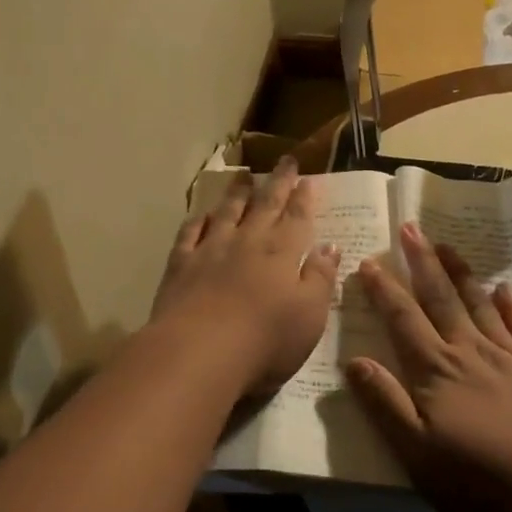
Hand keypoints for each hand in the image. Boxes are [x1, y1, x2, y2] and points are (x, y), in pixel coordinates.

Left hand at [150, 156, 338, 397]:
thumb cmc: (266, 339)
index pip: (297, 217)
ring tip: (243, 176)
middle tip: (285, 160)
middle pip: (265, 205)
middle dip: (277, 182)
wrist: (199, 351)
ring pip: (227, 212)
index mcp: (282, 253)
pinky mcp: (181, 264)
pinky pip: (190, 233)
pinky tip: (202, 214)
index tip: (308, 178)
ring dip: (237, 193)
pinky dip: (198, 220)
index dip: (304, 197)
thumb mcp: (310, 315)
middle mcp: (247, 242)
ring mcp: (211, 250)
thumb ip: (320, 278)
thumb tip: (330, 246)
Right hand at [346, 222, 511, 511]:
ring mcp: (510, 358)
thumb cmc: (479, 481)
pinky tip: (506, 288)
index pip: (403, 319)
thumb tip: (353, 360)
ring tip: (447, 245)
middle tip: (410, 228)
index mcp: (436, 370)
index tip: (368, 262)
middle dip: (422, 262)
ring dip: (461, 273)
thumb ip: (385, 403)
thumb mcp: (416, 453)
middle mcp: (470, 352)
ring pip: (480, 304)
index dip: (383, 290)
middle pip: (441, 298)